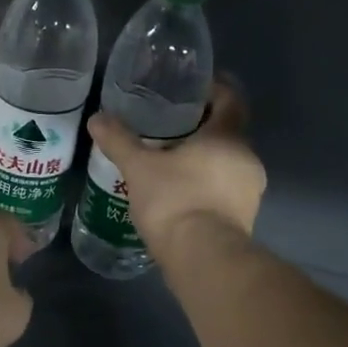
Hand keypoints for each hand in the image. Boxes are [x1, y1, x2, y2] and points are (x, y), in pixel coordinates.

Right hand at [86, 77, 264, 259]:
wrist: (204, 260)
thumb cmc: (175, 201)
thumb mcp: (139, 167)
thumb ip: (119, 140)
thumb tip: (97, 118)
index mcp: (228, 137)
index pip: (231, 98)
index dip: (215, 87)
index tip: (193, 86)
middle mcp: (247, 158)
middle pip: (228, 130)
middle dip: (202, 125)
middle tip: (170, 122)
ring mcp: (251, 190)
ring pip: (227, 161)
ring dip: (205, 157)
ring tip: (171, 158)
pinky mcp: (245, 217)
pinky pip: (226, 188)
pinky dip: (207, 182)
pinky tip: (180, 190)